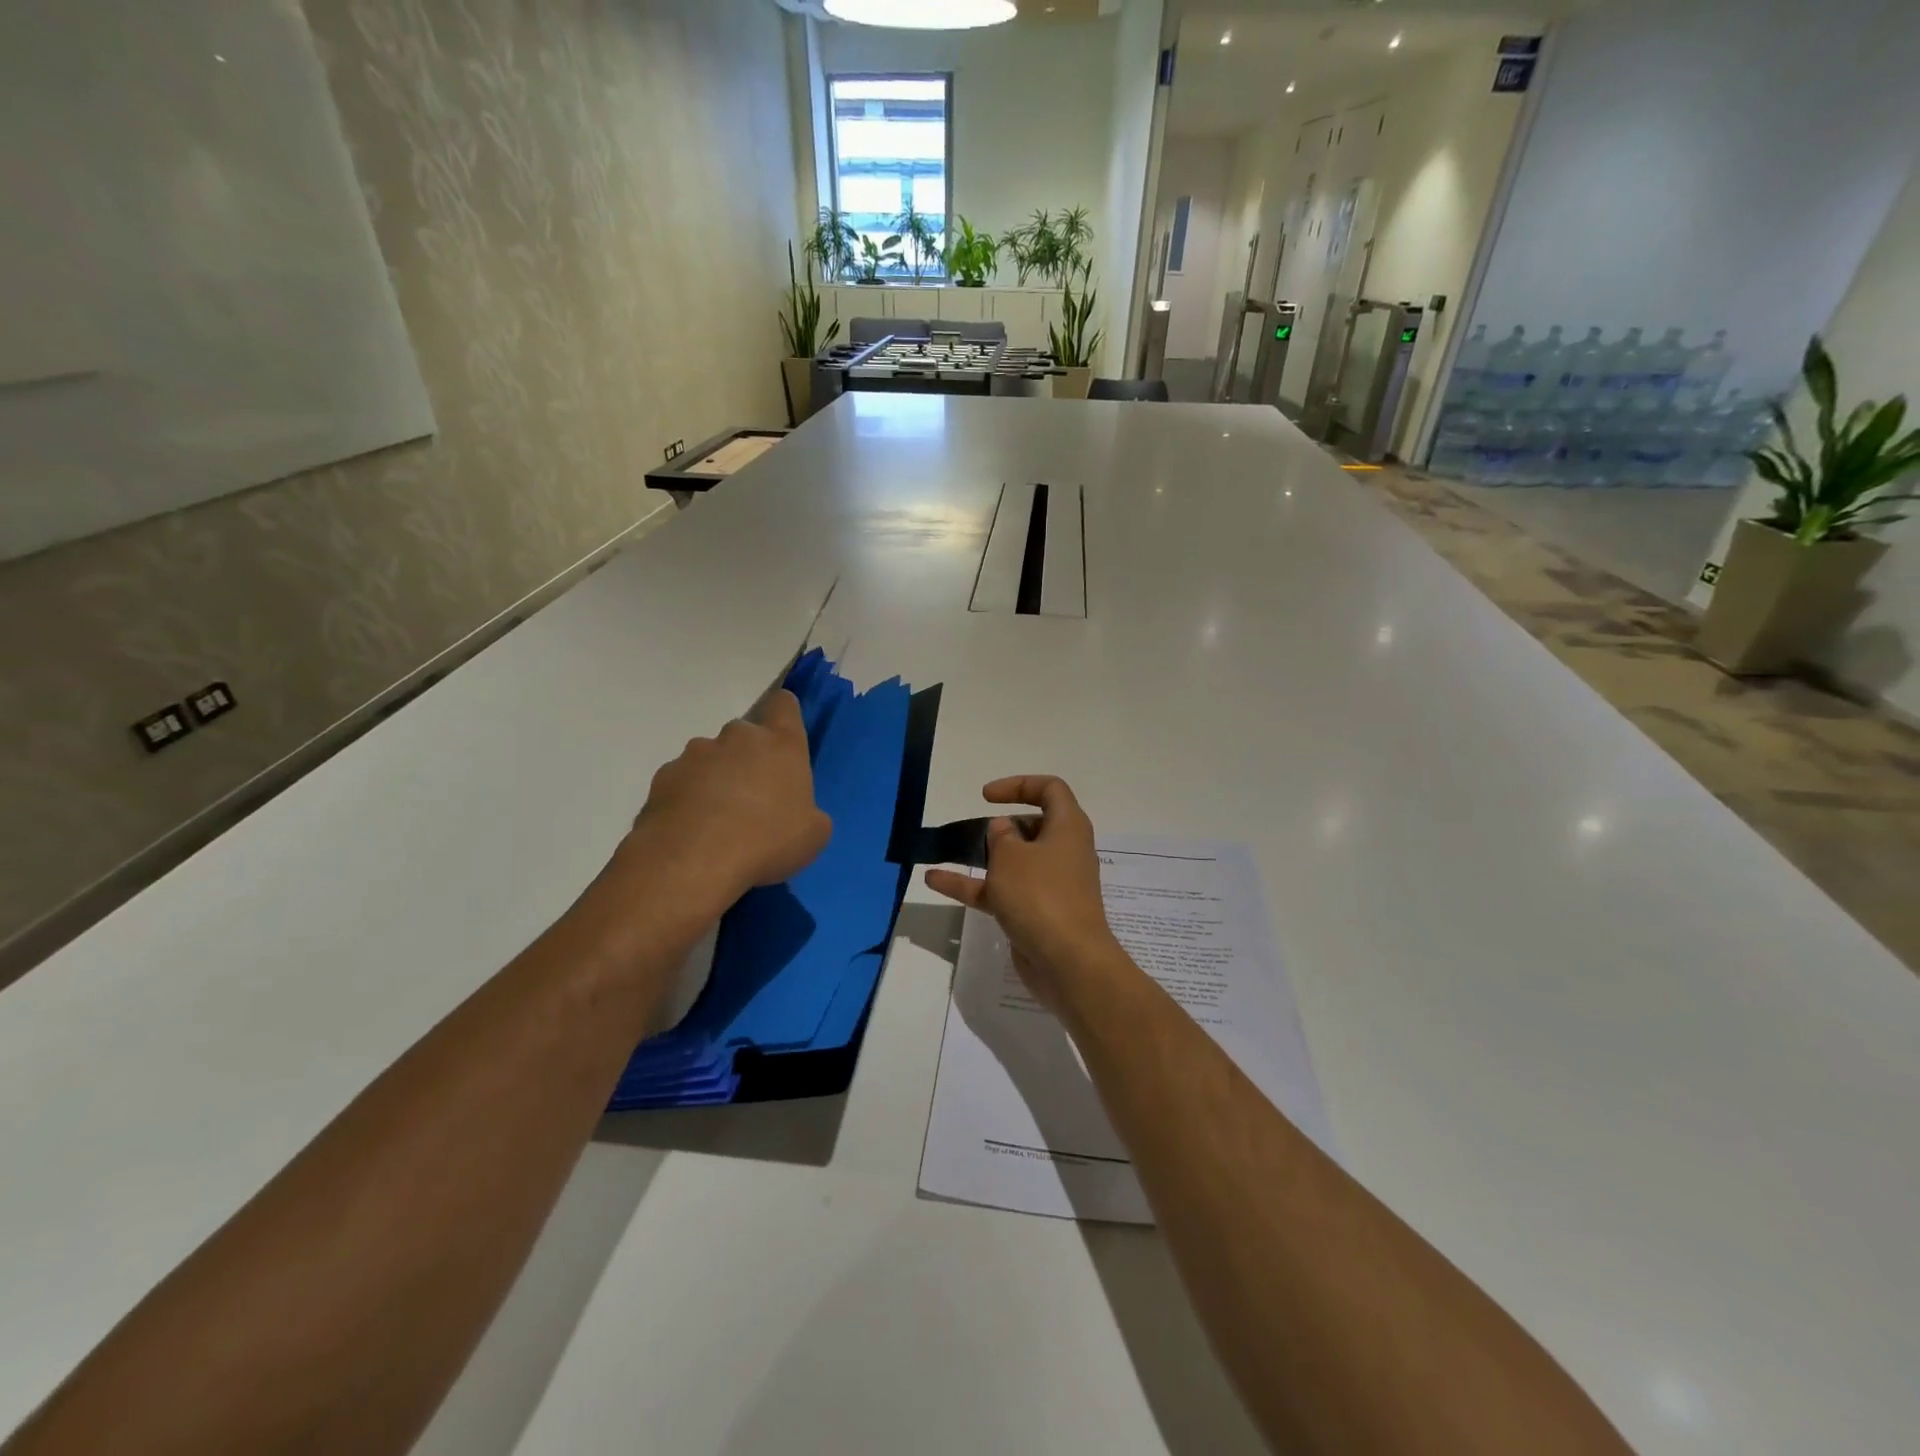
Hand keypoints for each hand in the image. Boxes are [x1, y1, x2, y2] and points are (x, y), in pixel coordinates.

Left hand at [622, 688, 831, 909]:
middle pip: (745, 735)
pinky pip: (682, 781)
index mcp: (781, 744)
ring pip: (711, 758)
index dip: (784, 717)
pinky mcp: (664, 776)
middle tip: (753, 800)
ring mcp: (696, 754)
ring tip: (717, 821)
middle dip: (748, 759)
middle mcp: (738, 737)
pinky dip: (687, 798)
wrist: (692, 861)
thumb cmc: (767, 841)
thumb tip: (795, 813)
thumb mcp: (813, 835)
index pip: (783, 704)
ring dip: (716, 778)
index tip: (783, 740)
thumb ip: (807, 812)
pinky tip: (691, 830)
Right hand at [924, 776, 1122, 1013]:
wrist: (1067, 962)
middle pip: (1032, 826)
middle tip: (976, 833)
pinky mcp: (1036, 913)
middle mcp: (1063, 851)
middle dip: (1001, 827)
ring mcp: (1051, 885)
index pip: (1050, 789)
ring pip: (1014, 862)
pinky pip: (1002, 891)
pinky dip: (973, 885)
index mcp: (1068, 827)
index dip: (1019, 785)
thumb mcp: (1011, 856)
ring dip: (981, 857)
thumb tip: (1003, 830)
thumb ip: (1000, 836)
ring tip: (947, 853)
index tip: (986, 796)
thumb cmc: (1041, 895)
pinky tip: (935, 881)